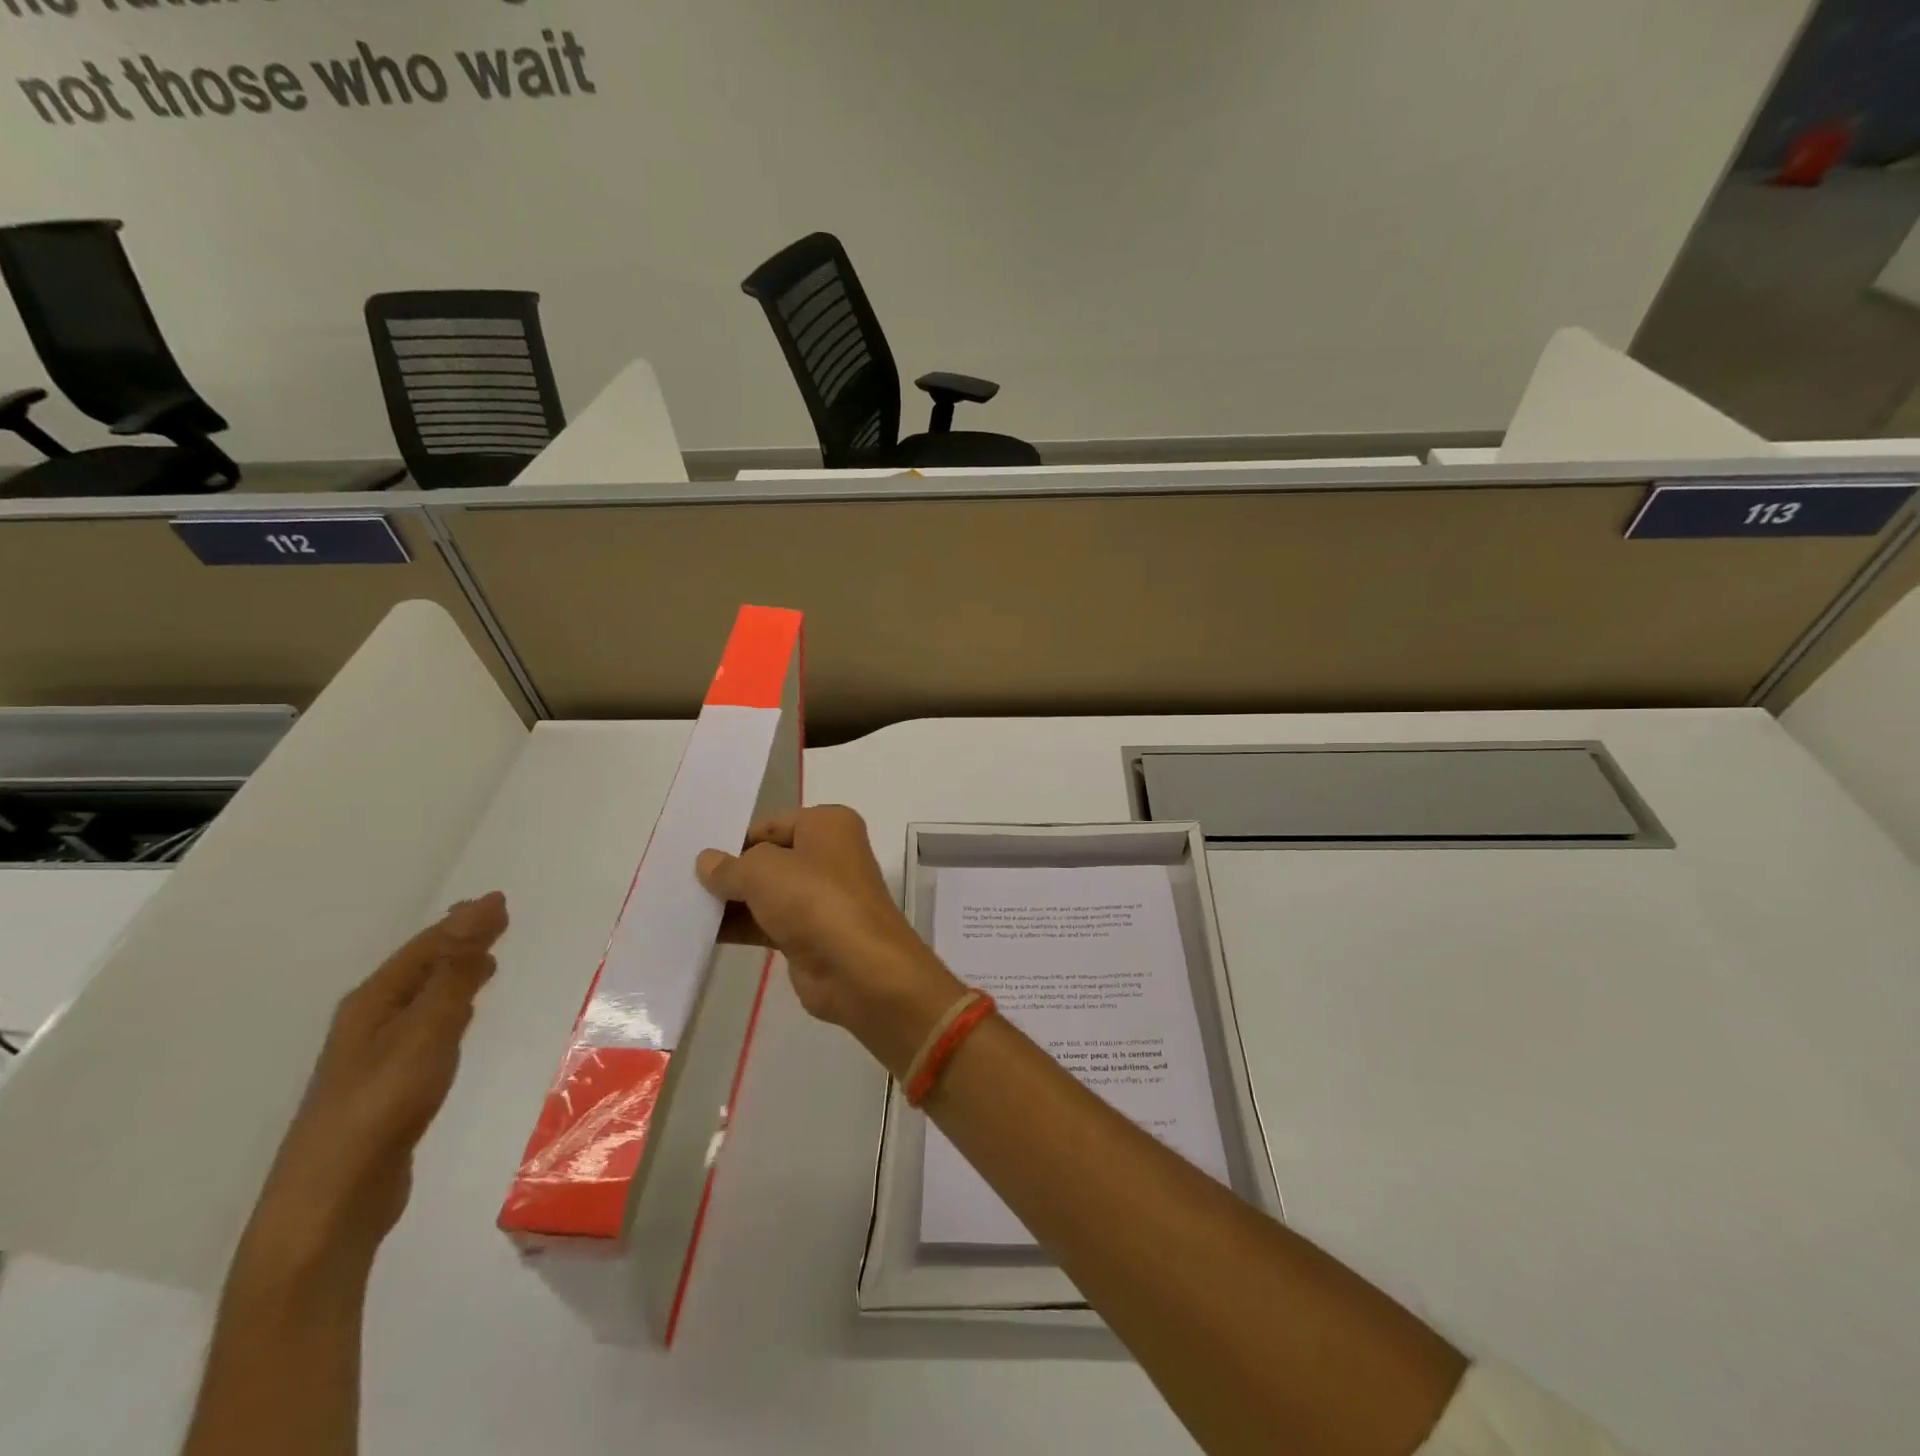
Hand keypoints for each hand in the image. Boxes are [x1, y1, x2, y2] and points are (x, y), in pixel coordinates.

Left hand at [238, 893, 509, 1278]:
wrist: (331, 1202)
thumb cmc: (382, 1104)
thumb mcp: (428, 1028)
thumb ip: (457, 969)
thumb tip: (483, 905)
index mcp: (373, 1002)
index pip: (426, 947)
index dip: (463, 922)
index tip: (499, 902)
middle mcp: (368, 1023)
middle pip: (419, 969)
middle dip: (455, 944)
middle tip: (493, 923)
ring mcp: (373, 1058)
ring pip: (421, 1000)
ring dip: (453, 976)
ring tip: (484, 965)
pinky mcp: (387, 1087)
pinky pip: (425, 1029)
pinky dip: (449, 1010)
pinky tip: (458, 1022)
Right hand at [697, 806, 960, 1075]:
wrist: (858, 968)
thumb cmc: (814, 899)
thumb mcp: (763, 871)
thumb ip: (730, 867)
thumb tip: (707, 862)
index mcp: (828, 825)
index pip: (772, 824)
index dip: (736, 838)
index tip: (695, 853)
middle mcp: (829, 855)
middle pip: (770, 858)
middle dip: (731, 871)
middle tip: (680, 880)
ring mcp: (822, 897)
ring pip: (768, 892)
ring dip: (731, 902)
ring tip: (681, 906)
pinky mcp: (812, 934)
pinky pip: (768, 923)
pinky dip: (740, 926)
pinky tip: (702, 934)